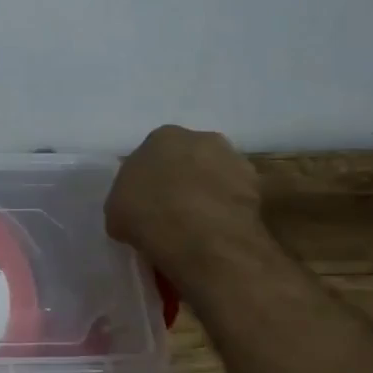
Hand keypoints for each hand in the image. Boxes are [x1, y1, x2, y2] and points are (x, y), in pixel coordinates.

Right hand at [106, 125, 265, 278]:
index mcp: (162, 137)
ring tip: (197, 226)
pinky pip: (235, 199)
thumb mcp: (116, 211)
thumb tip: (135, 211)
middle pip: (188, 158)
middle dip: (182, 180)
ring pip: (215, 176)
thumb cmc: (147, 214)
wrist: (199, 235)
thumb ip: (127, 201)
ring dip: (208, 194)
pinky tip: (216, 233)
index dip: (150, 179)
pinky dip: (227, 212)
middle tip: (172, 211)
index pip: (153, 154)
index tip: (147, 202)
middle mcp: (200, 138)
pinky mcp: (257, 187)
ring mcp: (233, 160)